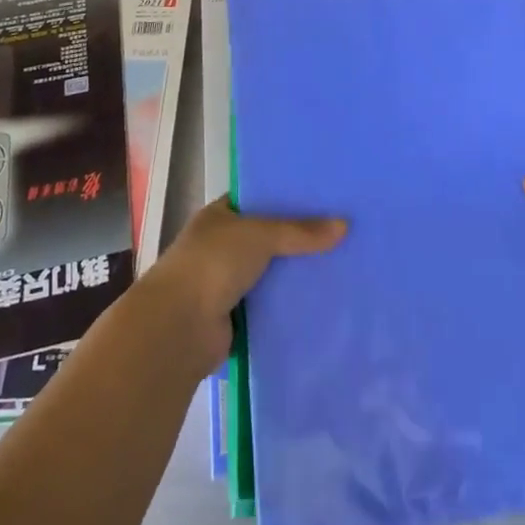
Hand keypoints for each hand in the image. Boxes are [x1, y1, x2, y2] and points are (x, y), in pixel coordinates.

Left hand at [136, 197, 346, 370]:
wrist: (180, 327)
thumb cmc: (213, 263)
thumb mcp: (260, 235)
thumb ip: (300, 231)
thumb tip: (344, 225)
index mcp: (219, 216)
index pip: (256, 199)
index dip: (285, 197)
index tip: (320, 197)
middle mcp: (221, 246)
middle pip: (266, 237)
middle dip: (296, 238)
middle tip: (340, 231)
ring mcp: (226, 283)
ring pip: (270, 272)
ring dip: (294, 273)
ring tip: (340, 264)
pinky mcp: (235, 317)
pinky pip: (269, 304)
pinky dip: (288, 304)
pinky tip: (321, 299)